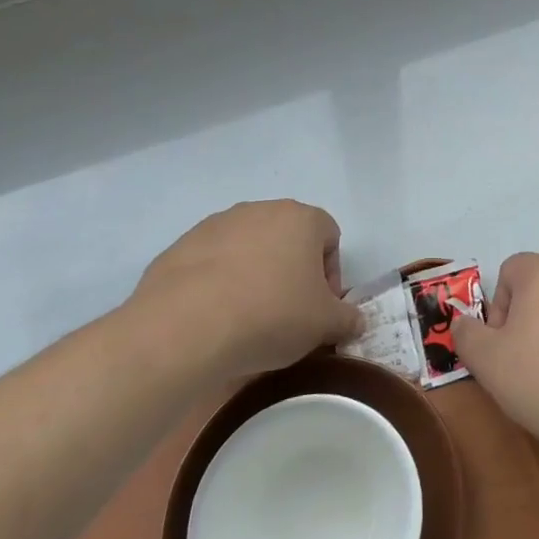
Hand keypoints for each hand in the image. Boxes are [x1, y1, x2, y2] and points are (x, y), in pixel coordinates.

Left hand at [125, 200, 362, 379]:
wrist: (183, 328)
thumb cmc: (270, 315)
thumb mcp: (323, 325)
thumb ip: (347, 318)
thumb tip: (356, 320)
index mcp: (301, 219)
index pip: (329, 237)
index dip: (330, 275)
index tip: (318, 308)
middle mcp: (261, 210)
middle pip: (288, 239)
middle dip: (291, 273)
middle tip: (286, 315)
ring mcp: (217, 224)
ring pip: (248, 248)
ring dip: (254, 275)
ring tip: (245, 319)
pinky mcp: (181, 245)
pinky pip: (211, 263)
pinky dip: (217, 284)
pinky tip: (213, 318)